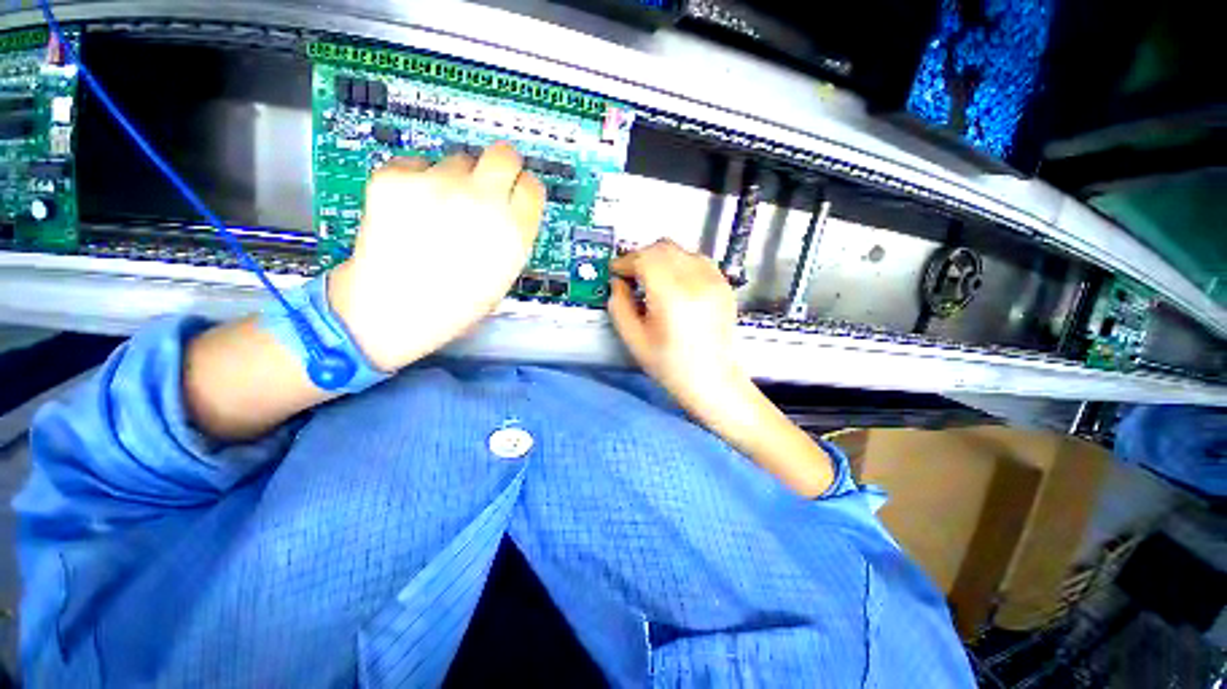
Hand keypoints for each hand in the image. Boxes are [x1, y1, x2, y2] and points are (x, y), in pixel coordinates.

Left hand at [328, 143, 544, 371]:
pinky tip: (409, 211)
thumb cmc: (456, 303)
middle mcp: (483, 200)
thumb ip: (513, 234)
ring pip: (457, 160)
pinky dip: (416, 181)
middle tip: (484, 184)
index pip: (533, 186)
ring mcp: (438, 183)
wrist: (393, 309)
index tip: (514, 195)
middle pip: (505, 154)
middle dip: (499, 166)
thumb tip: (509, 206)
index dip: (522, 190)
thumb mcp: (504, 273)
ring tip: (437, 211)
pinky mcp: (396, 176)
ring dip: (454, 179)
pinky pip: (417, 164)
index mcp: (514, 231)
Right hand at [608, 239, 835, 496]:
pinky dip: (680, 263)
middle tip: (630, 274)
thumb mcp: (634, 339)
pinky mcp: (724, 285)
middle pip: (663, 248)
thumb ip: (619, 305)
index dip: (625, 261)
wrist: (712, 380)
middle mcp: (696, 280)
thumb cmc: (669, 365)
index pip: (645, 259)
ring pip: (681, 250)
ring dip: (660, 257)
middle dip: (641, 256)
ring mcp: (714, 280)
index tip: (615, 271)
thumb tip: (618, 282)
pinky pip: (698, 260)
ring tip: (651, 278)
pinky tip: (674, 282)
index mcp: (671, 295)